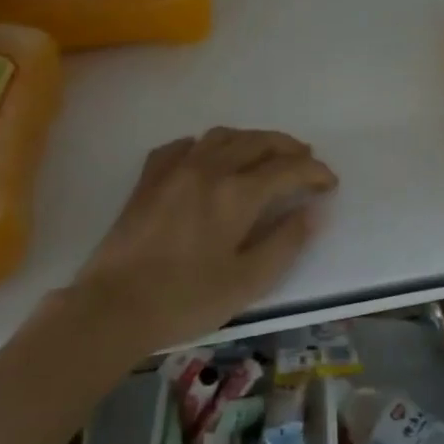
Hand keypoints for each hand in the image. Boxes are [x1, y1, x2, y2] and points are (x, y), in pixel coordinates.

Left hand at [74, 128, 338, 351]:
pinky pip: (184, 145)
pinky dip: (206, 146)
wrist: (113, 307)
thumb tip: (313, 211)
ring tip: (264, 155)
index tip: (329, 183)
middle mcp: (209, 169)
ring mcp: (175, 169)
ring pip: (223, 136)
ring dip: (251, 140)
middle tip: (305, 160)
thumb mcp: (248, 282)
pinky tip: (208, 159)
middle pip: (258, 141)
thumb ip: (285, 242)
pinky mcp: (149, 178)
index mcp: (237, 194)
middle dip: (289, 147)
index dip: (315, 171)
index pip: (288, 168)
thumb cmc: (186, 299)